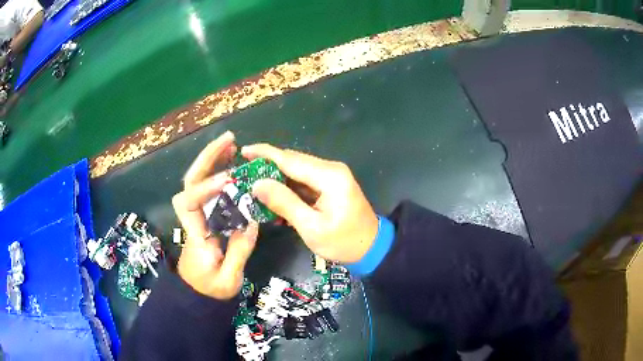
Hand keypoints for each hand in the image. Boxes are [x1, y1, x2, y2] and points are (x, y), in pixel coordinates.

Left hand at [172, 131, 258, 299]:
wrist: (197, 295)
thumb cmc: (211, 291)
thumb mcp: (228, 279)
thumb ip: (238, 251)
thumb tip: (250, 219)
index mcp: (195, 236)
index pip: (189, 204)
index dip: (205, 188)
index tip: (229, 181)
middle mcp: (192, 221)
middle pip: (190, 183)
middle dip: (206, 159)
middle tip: (229, 141)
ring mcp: (197, 217)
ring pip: (196, 182)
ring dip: (212, 161)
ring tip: (231, 146)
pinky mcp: (204, 218)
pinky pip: (207, 191)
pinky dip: (217, 175)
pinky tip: (231, 167)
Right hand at [241, 144, 378, 262]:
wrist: (372, 247)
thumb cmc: (343, 242)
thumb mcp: (311, 227)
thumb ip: (284, 203)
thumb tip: (257, 184)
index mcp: (329, 176)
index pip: (290, 160)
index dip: (265, 154)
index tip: (244, 151)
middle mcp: (331, 169)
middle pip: (292, 161)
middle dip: (267, 165)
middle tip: (243, 173)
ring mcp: (332, 176)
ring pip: (297, 170)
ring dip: (276, 177)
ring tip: (253, 184)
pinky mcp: (331, 184)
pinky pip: (304, 180)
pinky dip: (288, 187)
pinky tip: (273, 195)